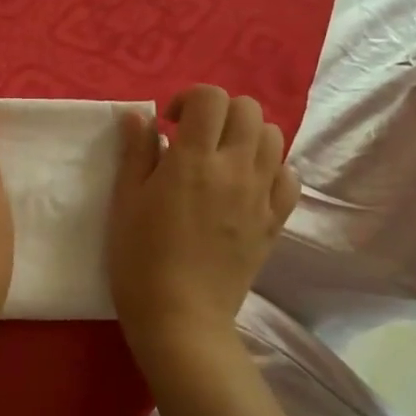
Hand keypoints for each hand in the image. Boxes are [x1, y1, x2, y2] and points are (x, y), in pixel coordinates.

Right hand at [107, 86, 300, 349]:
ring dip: (247, 135)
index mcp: (194, 160)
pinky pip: (290, 177)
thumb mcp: (125, 202)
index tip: (171, 123)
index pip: (211, 98)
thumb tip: (142, 116)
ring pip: (274, 137)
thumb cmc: (139, 259)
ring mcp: (261, 195)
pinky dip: (272, 168)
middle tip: (196, 137)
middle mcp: (235, 169)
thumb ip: (136, 153)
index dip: (190, 98)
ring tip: (222, 158)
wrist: (180, 317)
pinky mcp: (275, 221)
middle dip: (220, 112)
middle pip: (248, 109)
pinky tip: (247, 183)